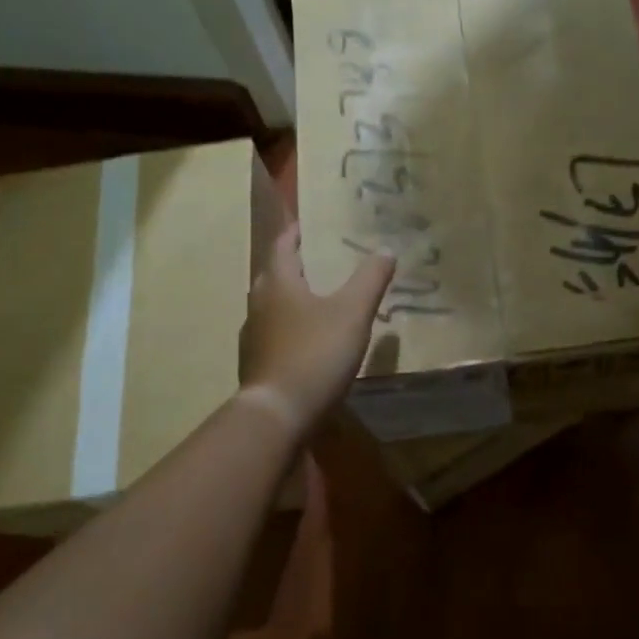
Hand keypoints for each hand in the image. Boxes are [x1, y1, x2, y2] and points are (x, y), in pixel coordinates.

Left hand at [239, 224, 393, 433]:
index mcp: (277, 283)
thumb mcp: (353, 313)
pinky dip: (290, 329)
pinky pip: (273, 335)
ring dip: (291, 299)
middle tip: (320, 261)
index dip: (295, 233)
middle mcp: (258, 304)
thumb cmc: (315, 354)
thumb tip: (386, 249)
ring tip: (318, 300)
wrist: (278, 414)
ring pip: (272, 307)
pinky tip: (308, 341)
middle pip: (274, 275)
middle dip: (294, 265)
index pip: (282, 246)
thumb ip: (370, 279)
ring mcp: (253, 337)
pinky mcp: (255, 365)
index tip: (307, 225)